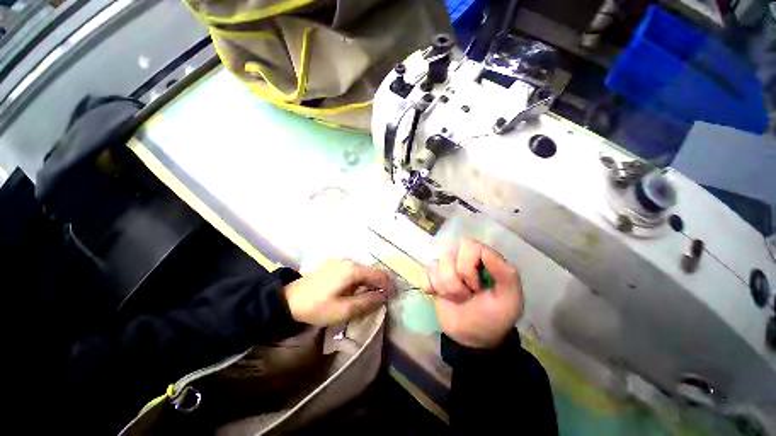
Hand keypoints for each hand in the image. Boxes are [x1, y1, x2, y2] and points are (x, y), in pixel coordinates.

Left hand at [283, 259, 395, 326]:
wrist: (288, 300)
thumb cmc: (317, 307)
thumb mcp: (343, 310)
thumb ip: (367, 302)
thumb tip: (384, 296)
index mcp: (353, 270)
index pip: (379, 275)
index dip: (388, 286)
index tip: (392, 297)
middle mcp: (349, 261)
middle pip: (371, 272)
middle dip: (377, 286)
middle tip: (377, 302)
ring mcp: (340, 261)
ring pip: (362, 271)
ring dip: (367, 284)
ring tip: (365, 299)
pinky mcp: (334, 265)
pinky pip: (352, 271)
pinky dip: (358, 281)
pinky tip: (352, 292)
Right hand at [421, 238, 522, 348]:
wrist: (472, 338)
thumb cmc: (494, 317)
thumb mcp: (510, 299)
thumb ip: (506, 273)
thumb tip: (485, 251)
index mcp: (482, 258)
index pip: (468, 245)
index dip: (468, 266)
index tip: (476, 287)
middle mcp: (462, 257)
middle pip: (448, 255)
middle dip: (454, 281)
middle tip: (466, 295)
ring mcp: (445, 267)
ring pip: (434, 266)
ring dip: (445, 288)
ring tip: (457, 298)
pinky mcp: (432, 277)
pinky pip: (424, 274)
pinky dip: (430, 288)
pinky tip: (439, 295)